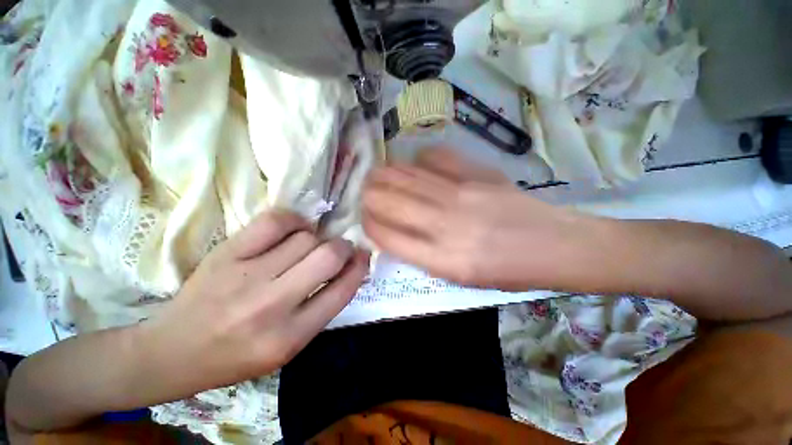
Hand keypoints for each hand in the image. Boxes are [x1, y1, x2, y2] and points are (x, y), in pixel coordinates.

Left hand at [137, 211, 368, 400]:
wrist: (172, 352)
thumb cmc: (237, 355)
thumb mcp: (289, 346)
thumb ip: (322, 307)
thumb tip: (350, 267)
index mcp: (290, 336)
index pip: (342, 291)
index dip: (359, 267)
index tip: (362, 256)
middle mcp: (270, 305)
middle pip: (327, 256)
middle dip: (343, 247)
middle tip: (340, 248)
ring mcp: (245, 276)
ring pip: (305, 238)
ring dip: (316, 239)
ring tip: (308, 246)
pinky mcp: (226, 254)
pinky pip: (274, 221)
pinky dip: (293, 220)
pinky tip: (293, 229)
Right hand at [362, 148, 598, 290]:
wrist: (554, 245)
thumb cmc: (507, 271)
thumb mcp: (460, 278)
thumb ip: (424, 255)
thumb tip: (396, 232)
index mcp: (443, 260)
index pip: (388, 237)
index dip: (369, 225)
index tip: (364, 219)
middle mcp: (446, 225)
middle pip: (391, 202)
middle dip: (369, 196)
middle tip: (363, 193)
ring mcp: (462, 195)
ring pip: (408, 177)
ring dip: (384, 175)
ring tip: (375, 175)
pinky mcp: (478, 174)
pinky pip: (437, 157)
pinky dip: (419, 158)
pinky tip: (415, 163)